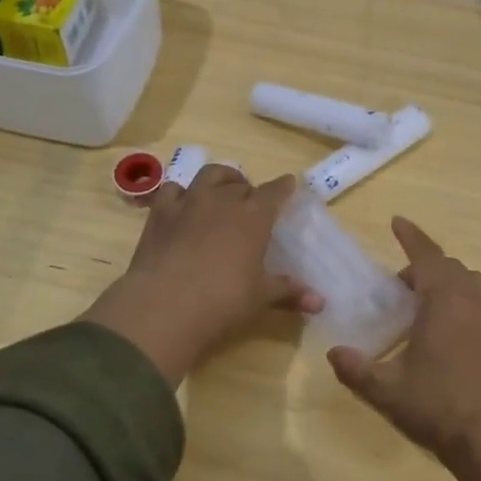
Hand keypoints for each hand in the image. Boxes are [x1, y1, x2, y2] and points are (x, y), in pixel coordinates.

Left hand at [83, 166, 320, 384]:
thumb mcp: (261, 297)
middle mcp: (223, 200)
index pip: (274, 192)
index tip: (288, 184)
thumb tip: (321, 303)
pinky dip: (182, 192)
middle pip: (241, 183)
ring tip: (222, 190)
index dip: (283, 187)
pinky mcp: (160, 213)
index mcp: (254, 217)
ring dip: (220, 179)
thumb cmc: (223, 300)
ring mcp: (189, 203)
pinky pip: (172, 190)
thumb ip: (289, 292)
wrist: (165, 305)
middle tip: (252, 204)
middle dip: (249, 189)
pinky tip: (183, 204)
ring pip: (209, 175)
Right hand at [326, 217, 480, 468]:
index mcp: (444, 303)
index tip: (397, 221)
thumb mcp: (386, 389)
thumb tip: (334, 353)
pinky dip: (460, 300)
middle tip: (398, 287)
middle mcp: (472, 303)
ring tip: (422, 305)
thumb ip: (356, 368)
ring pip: (470, 283)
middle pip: (449, 267)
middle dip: (424, 266)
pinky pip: (480, 303)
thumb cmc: (437, 406)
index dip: (411, 237)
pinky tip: (444, 330)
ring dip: (446, 281)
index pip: (427, 257)